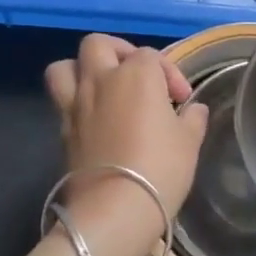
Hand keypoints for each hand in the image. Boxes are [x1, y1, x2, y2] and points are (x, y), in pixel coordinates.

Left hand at [44, 35, 208, 232]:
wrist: (115, 210)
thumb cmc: (160, 169)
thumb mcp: (189, 142)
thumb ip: (193, 118)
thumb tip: (194, 109)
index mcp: (137, 74)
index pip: (152, 56)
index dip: (170, 74)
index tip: (182, 101)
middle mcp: (102, 80)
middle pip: (99, 45)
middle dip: (118, 53)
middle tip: (135, 76)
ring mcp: (76, 104)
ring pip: (65, 67)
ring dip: (81, 70)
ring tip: (101, 87)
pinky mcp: (61, 130)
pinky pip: (61, 100)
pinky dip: (75, 102)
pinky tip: (94, 119)